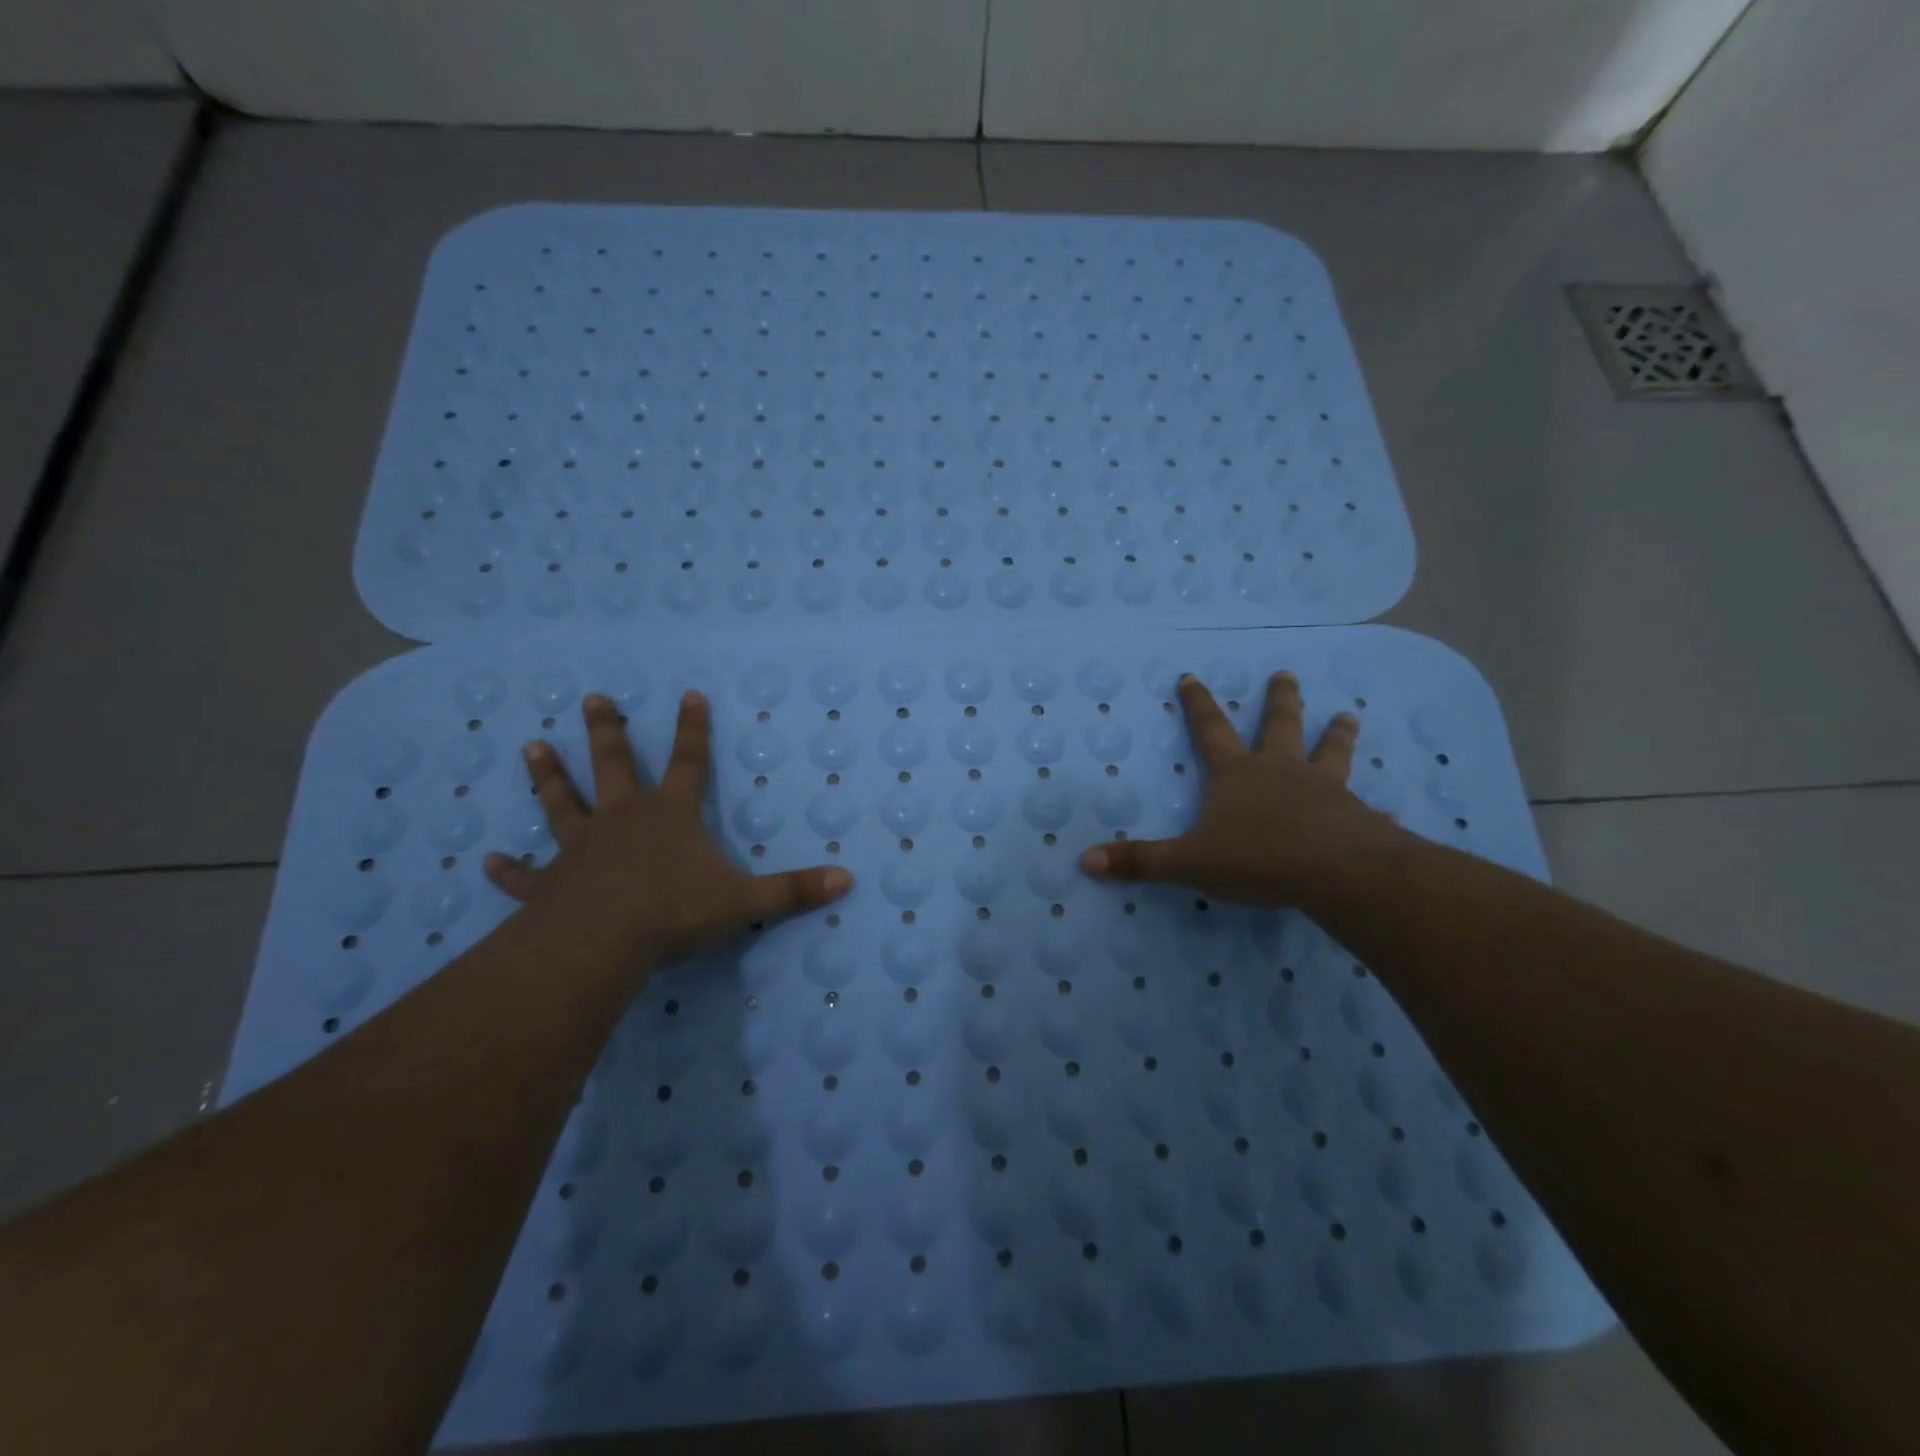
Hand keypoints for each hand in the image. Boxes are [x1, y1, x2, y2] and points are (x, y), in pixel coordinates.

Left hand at [485, 691, 851, 967]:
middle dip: (608, 731)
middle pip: (615, 766)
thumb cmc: (674, 912)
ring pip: (563, 804)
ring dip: (549, 777)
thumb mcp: (744, 901)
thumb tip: (848, 881)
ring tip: (531, 747)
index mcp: (669, 816)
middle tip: (592, 699)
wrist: (600, 943)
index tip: (689, 694)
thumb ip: (794, 891)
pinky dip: (510, 870)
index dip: (693, 728)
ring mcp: (581, 848)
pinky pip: (526, 874)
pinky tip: (488, 862)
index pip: (689, 762)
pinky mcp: (550, 883)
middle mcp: (623, 820)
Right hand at [1080, 672, 1402, 906]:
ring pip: (1330, 753)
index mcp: (1238, 774)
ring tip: (1347, 716)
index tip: (1192, 675)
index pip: (1210, 730)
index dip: (1198, 704)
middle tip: (1285, 674)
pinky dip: (1374, 809)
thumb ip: (1141, 861)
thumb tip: (1086, 861)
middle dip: (1279, 700)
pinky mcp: (1355, 816)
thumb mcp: (1189, 863)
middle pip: (1279, 725)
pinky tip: (1389, 812)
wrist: (1338, 873)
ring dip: (1336, 734)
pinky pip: (1364, 809)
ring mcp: (1324, 790)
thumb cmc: (1258, 857)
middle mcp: (1281, 771)